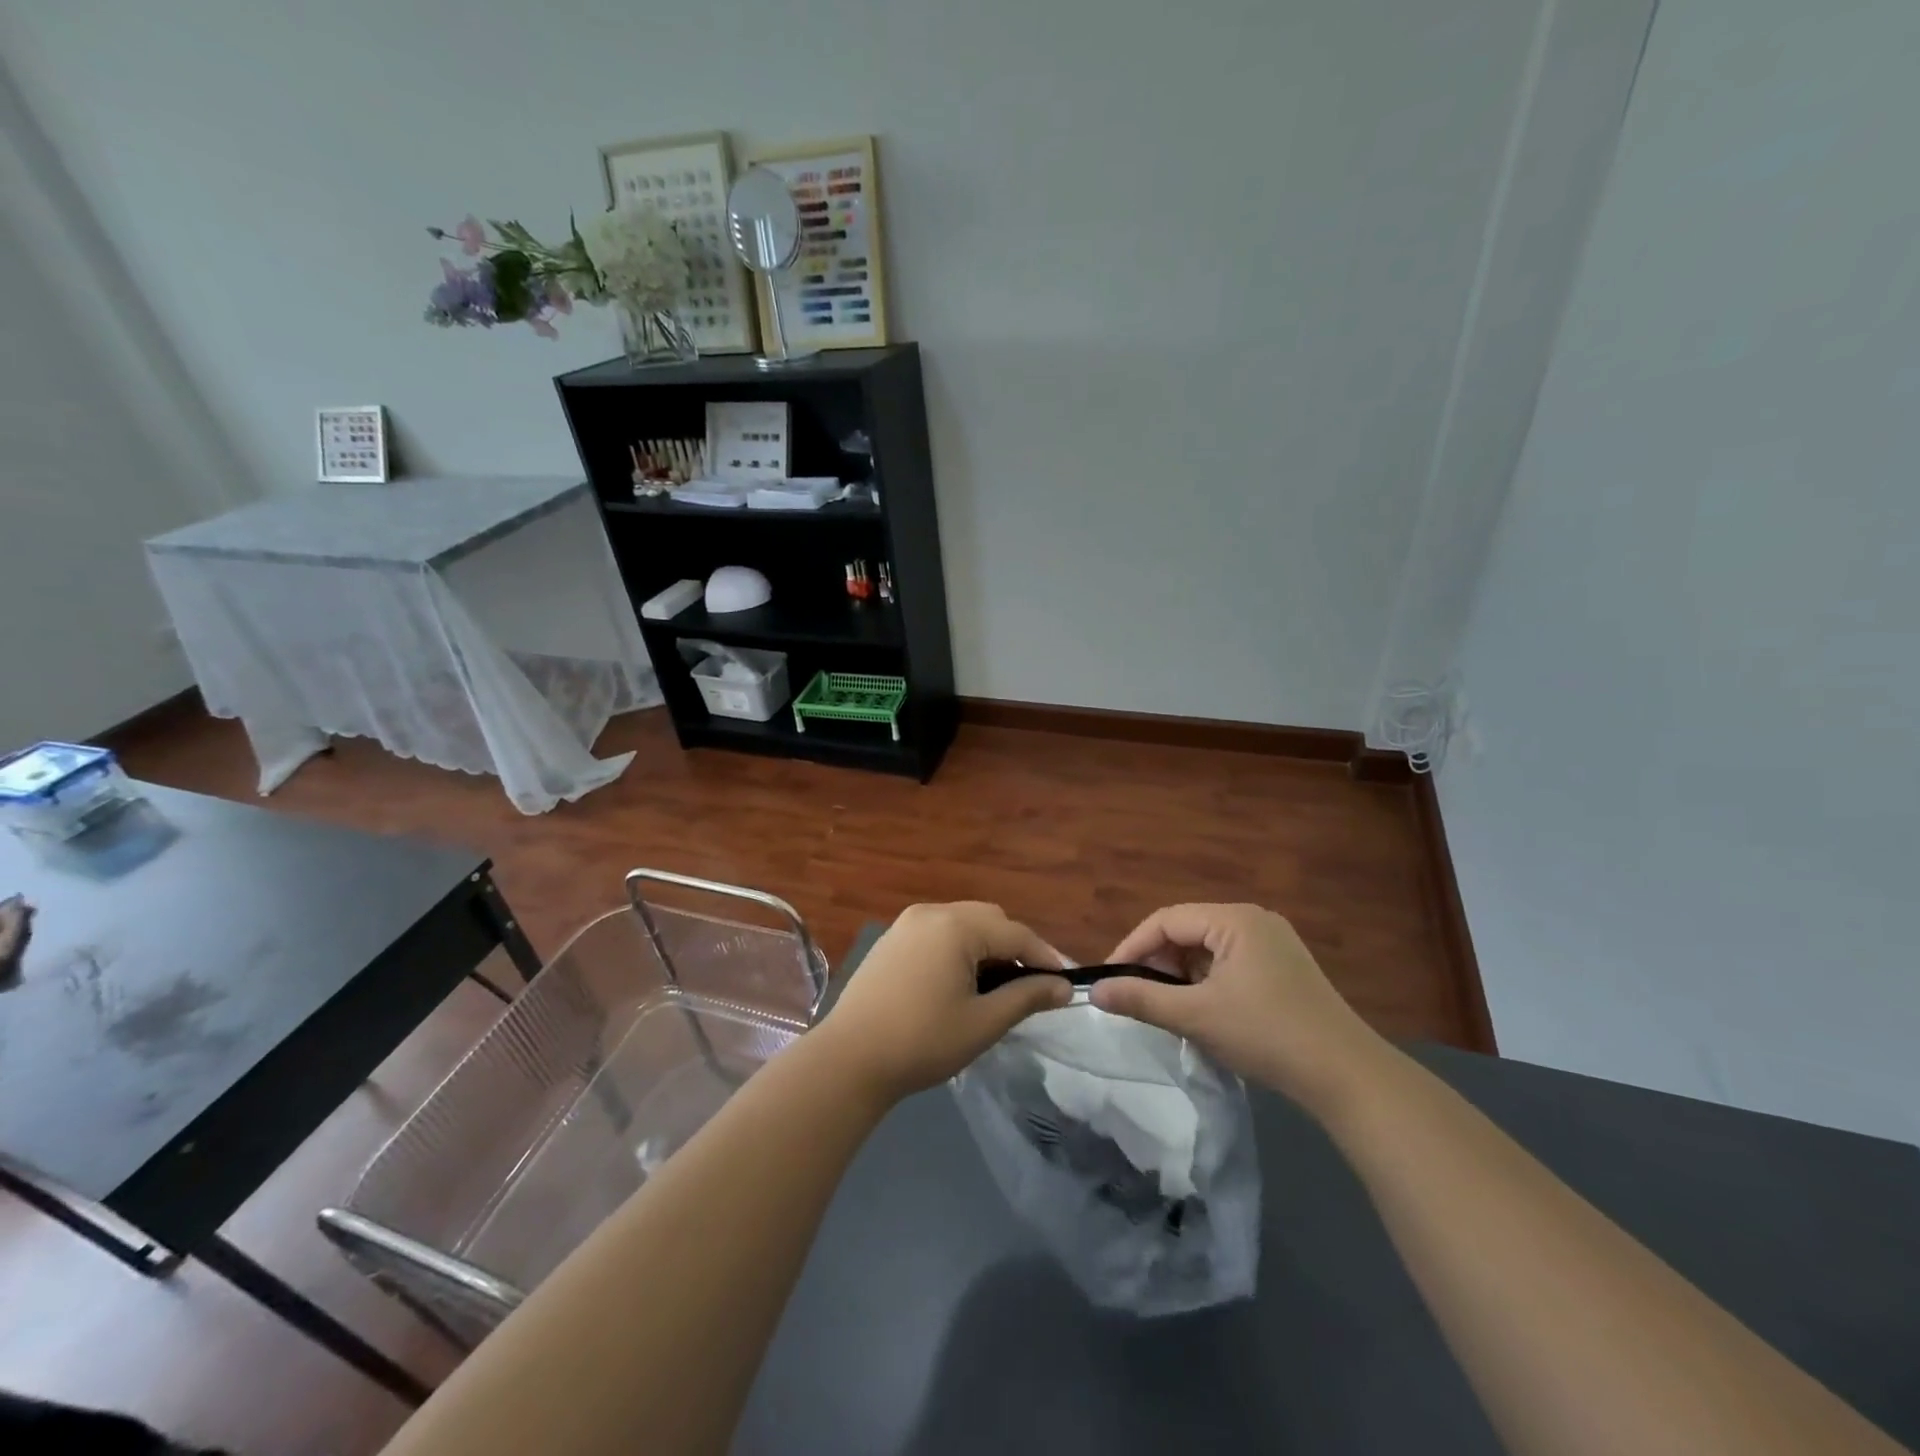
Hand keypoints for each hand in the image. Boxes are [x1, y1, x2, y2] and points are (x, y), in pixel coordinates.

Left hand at [815, 902, 1070, 1103]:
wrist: (849, 1059)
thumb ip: (1026, 997)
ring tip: (999, 985)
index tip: (1066, 983)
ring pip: (963, 923)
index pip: (1015, 932)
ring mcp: (907, 923)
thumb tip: (1062, 987)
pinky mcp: (891, 940)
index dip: (1045, 956)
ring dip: (987, 946)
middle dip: (1015, 947)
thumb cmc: (922, 1041)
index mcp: (956, 925)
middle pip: (989, 919)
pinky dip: (959, 948)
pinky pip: (938, 932)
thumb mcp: (983, 1022)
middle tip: (1031, 985)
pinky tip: (961, 981)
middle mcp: (931, 912)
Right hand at [1090, 903, 1391, 1111]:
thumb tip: (1095, 991)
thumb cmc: (1267, 1035)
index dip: (1132, 947)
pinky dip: (1207, 983)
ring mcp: (1273, 944)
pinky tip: (1203, 1012)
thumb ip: (1141, 998)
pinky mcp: (1283, 969)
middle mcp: (1254, 920)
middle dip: (1158, 962)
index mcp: (1235, 919)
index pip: (1166, 920)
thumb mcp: (1196, 1016)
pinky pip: (1229, 964)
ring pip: (1208, 950)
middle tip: (1138, 996)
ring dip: (1182, 975)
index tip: (1110, 979)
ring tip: (1167, 1008)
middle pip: (1187, 931)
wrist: (1348, 1077)